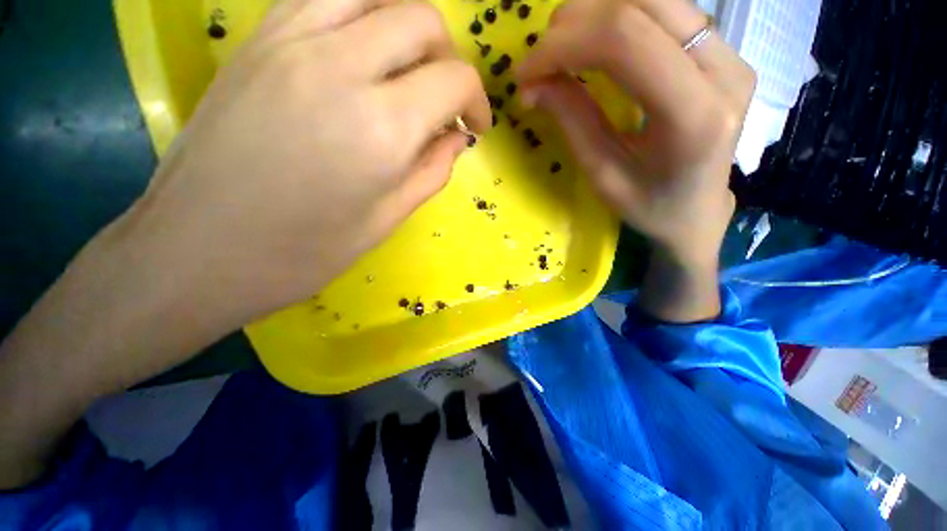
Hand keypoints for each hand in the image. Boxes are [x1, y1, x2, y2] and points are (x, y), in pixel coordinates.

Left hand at [130, 0, 489, 324]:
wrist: (195, 252)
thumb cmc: (302, 252)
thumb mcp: (386, 221)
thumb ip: (431, 172)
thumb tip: (457, 138)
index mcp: (382, 128)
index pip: (455, 79)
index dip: (477, 100)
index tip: (475, 125)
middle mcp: (341, 65)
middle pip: (422, 19)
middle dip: (448, 59)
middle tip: (444, 101)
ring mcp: (290, 41)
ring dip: (405, 27)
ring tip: (407, 71)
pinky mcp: (256, 39)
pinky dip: (358, 13)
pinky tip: (360, 53)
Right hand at [517, 0, 753, 319]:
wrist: (698, 212)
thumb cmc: (649, 206)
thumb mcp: (603, 176)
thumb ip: (573, 122)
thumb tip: (532, 84)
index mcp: (694, 116)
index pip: (626, 41)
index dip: (564, 45)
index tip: (525, 72)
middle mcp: (724, 70)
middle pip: (641, 6)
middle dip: (573, 25)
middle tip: (538, 62)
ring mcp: (730, 54)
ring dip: (593, 15)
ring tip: (560, 50)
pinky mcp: (722, 50)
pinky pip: (664, 11)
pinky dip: (616, 19)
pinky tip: (592, 44)